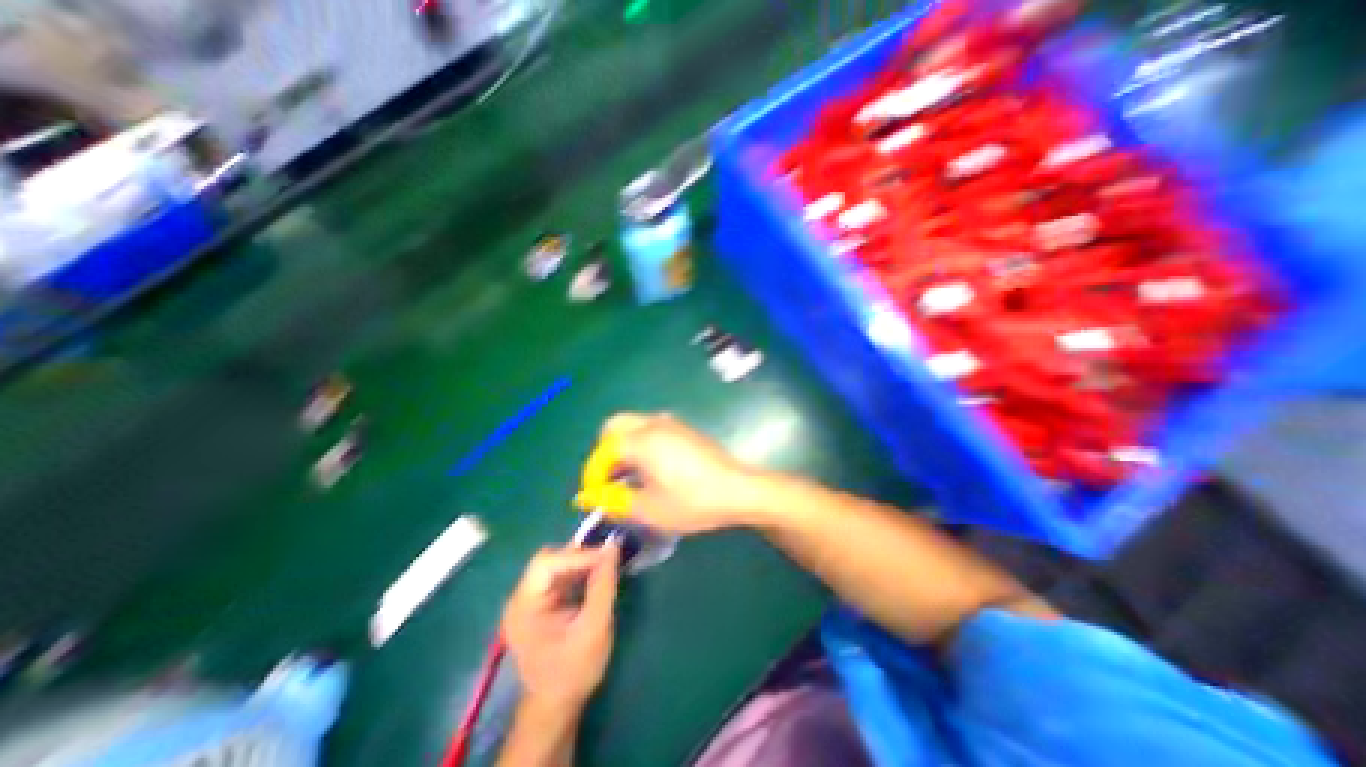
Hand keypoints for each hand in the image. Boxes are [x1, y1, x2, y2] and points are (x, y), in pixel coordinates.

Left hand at [502, 544, 621, 712]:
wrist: (557, 707)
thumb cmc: (574, 671)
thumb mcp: (594, 628)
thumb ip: (603, 586)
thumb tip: (613, 548)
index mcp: (524, 607)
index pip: (547, 563)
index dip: (578, 555)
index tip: (608, 555)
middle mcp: (520, 598)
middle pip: (550, 561)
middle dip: (580, 557)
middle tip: (608, 558)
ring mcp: (528, 600)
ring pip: (556, 565)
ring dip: (581, 563)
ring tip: (606, 565)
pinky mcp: (540, 603)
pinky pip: (560, 576)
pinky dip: (579, 573)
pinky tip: (596, 577)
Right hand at [606, 414, 765, 533]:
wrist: (738, 489)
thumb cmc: (692, 501)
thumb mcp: (649, 510)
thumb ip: (615, 502)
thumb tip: (591, 498)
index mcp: (641, 441)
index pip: (604, 451)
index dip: (593, 475)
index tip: (595, 497)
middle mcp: (653, 424)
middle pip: (615, 427)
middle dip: (605, 452)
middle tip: (608, 479)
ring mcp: (672, 424)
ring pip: (634, 426)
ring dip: (623, 447)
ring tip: (628, 477)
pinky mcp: (685, 430)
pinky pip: (651, 429)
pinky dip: (641, 444)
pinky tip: (651, 469)